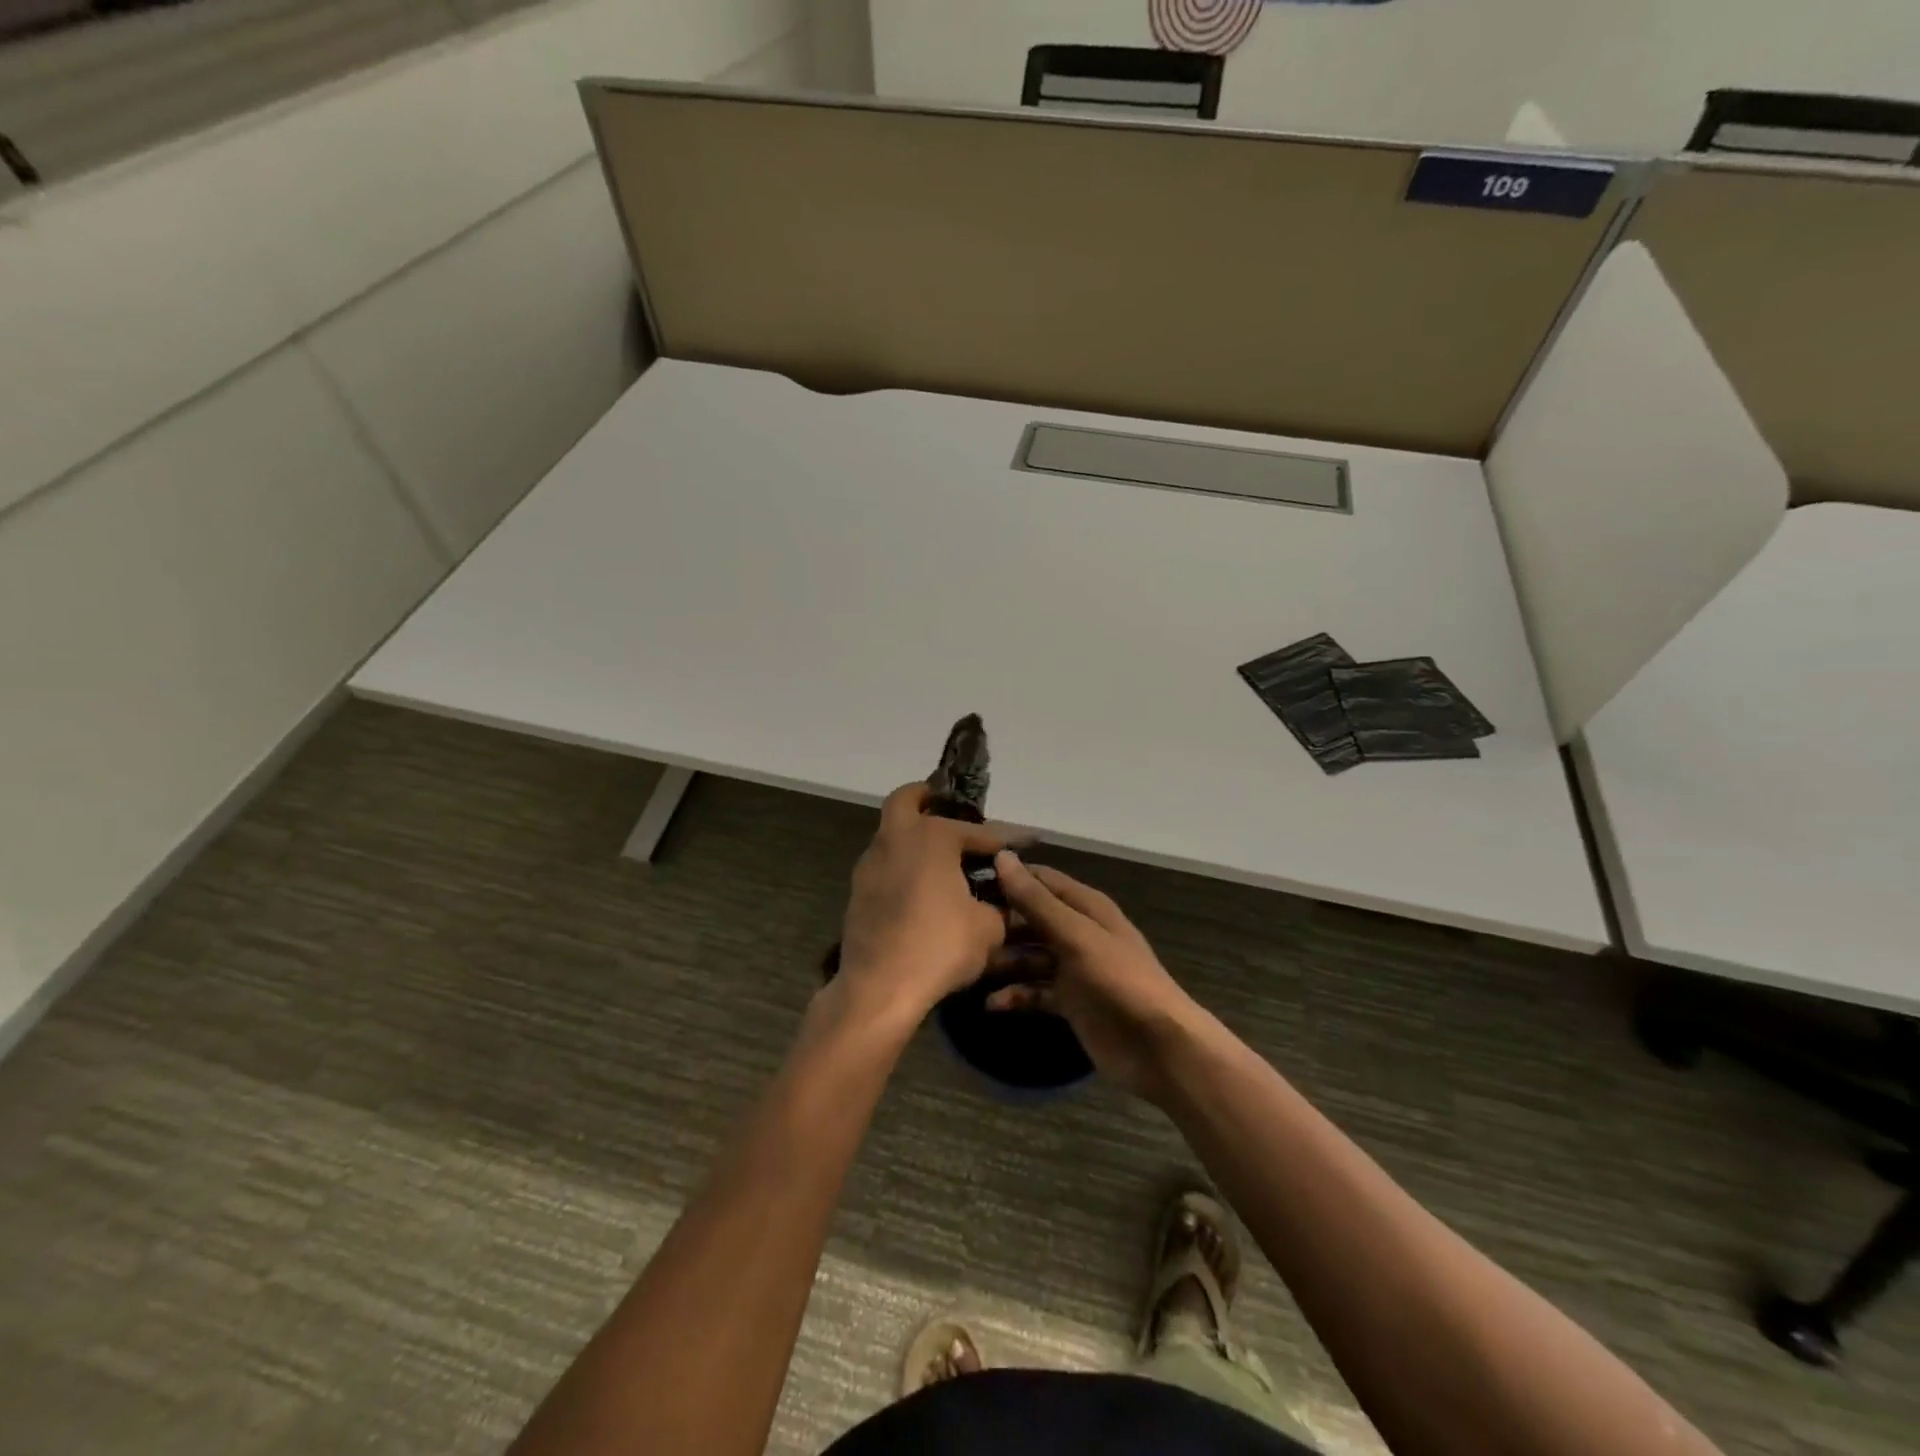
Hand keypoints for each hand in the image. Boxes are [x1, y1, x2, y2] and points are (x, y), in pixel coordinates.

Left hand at [836, 783, 1024, 1022]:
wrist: (879, 988)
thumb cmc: (939, 946)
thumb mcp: (988, 929)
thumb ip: (999, 907)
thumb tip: (1002, 902)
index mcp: (931, 837)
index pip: (978, 831)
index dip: (1006, 838)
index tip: (1026, 840)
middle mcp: (896, 840)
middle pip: (905, 801)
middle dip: (926, 798)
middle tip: (946, 807)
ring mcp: (870, 866)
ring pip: (891, 836)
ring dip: (913, 839)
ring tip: (942, 860)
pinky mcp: (858, 894)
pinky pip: (885, 867)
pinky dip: (903, 868)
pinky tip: (923, 892)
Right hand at [986, 852, 1203, 1102]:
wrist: (1158, 1048)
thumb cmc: (1118, 981)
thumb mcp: (1076, 936)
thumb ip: (1037, 901)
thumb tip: (1002, 857)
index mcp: (1085, 906)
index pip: (1040, 879)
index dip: (1007, 877)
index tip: (965, 880)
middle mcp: (1078, 931)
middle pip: (1030, 918)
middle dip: (999, 922)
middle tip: (959, 929)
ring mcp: (1073, 968)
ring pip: (1029, 955)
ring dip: (1003, 960)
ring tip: (970, 967)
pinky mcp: (1070, 1001)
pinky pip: (1035, 990)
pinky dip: (1015, 995)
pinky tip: (991, 1004)